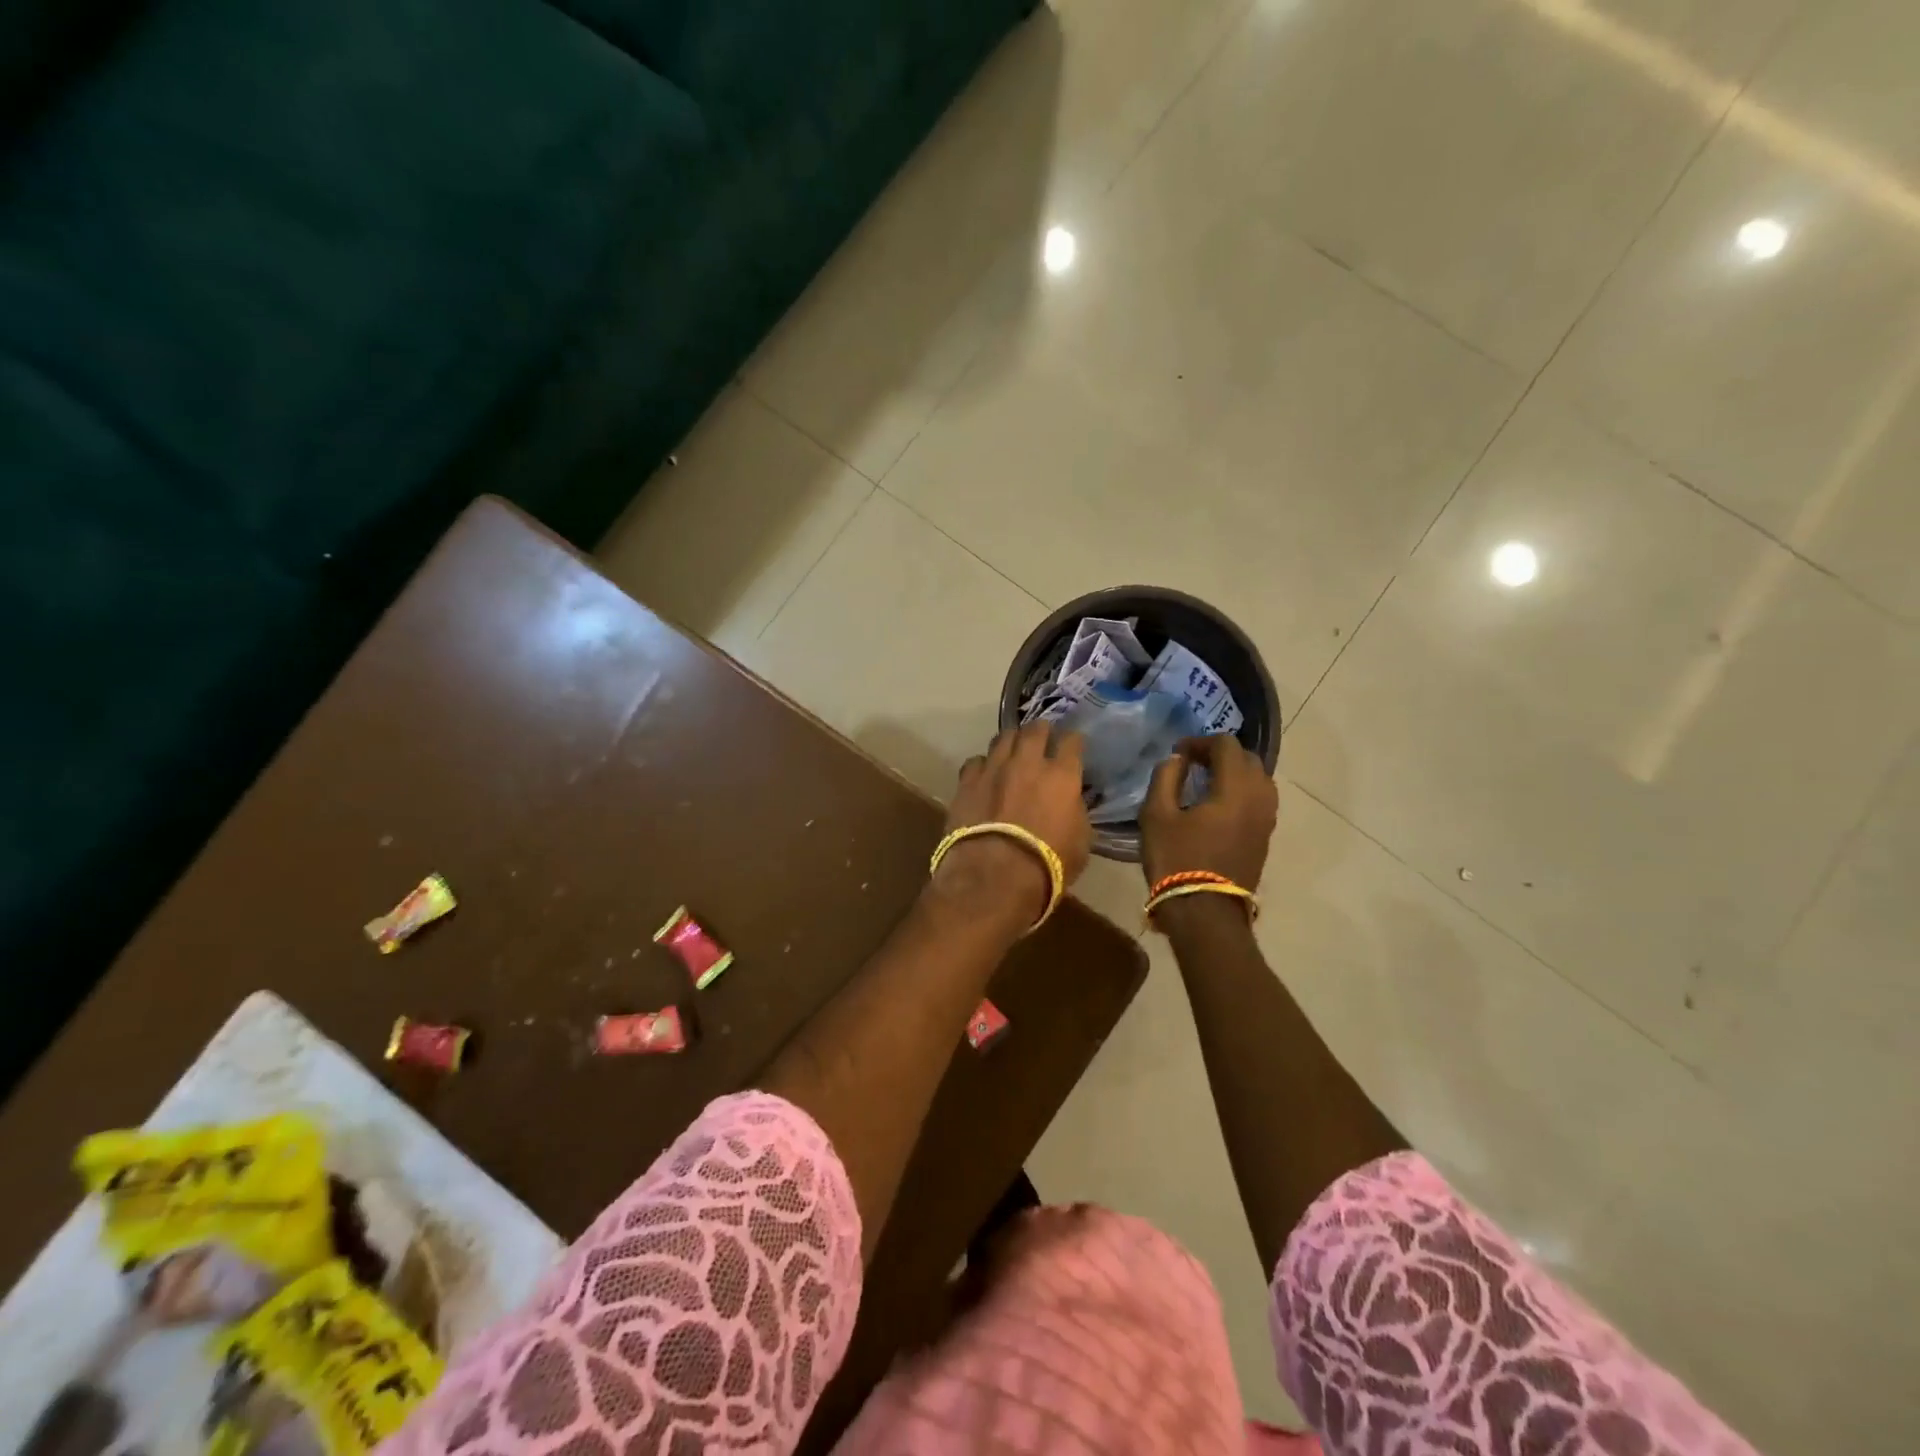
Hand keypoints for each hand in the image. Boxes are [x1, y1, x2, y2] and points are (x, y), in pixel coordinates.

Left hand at [937, 724, 1091, 926]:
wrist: (993, 875)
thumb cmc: (1046, 865)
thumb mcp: (1081, 842)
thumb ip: (1076, 812)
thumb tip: (1071, 802)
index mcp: (1062, 776)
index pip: (1072, 741)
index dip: (1073, 741)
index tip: (1073, 746)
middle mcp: (1028, 762)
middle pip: (1035, 729)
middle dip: (1041, 730)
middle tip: (1043, 738)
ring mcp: (994, 768)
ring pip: (1003, 738)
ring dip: (1011, 742)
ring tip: (1013, 750)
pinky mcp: (967, 781)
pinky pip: (976, 761)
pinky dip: (983, 765)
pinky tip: (985, 774)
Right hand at [1140, 735, 1277, 891]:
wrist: (1205, 913)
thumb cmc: (1176, 860)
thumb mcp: (1156, 815)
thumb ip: (1166, 778)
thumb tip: (1177, 760)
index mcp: (1235, 788)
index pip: (1227, 745)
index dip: (1200, 741)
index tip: (1178, 753)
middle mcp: (1260, 798)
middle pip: (1248, 759)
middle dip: (1221, 754)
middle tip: (1192, 764)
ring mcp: (1267, 820)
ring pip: (1258, 780)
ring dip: (1234, 773)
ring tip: (1206, 783)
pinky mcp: (1265, 838)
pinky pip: (1260, 800)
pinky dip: (1241, 792)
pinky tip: (1217, 805)